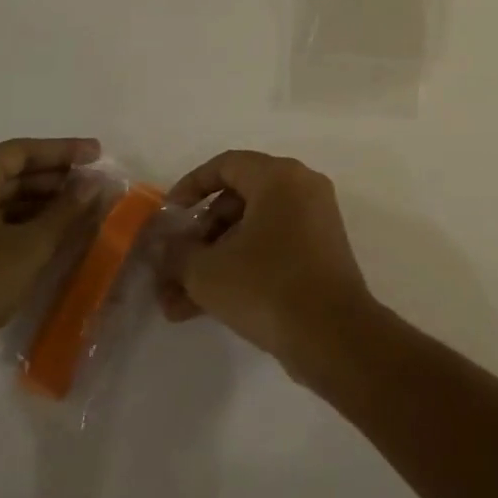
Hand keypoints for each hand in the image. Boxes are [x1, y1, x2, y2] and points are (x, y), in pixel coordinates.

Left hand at [0, 137, 101, 400]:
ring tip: (79, 212)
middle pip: (5, 175)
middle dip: (52, 178)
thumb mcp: (30, 245)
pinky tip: (49, 240)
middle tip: (93, 184)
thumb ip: (67, 209)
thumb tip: (94, 183)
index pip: (18, 151)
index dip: (62, 150)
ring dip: (38, 205)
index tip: (99, 153)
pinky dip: (18, 228)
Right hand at [155, 151, 375, 373]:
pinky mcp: (319, 250)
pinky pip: (271, 247)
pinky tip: (203, 308)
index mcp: (280, 177)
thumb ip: (177, 253)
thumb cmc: (266, 285)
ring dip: (213, 261)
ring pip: (252, 229)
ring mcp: (315, 219)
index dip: (191, 186)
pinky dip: (240, 268)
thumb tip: (166, 246)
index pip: (227, 164)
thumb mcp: (207, 271)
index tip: (167, 216)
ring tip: (177, 304)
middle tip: (171, 270)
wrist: (332, 332)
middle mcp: (302, 188)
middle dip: (199, 237)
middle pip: (238, 199)